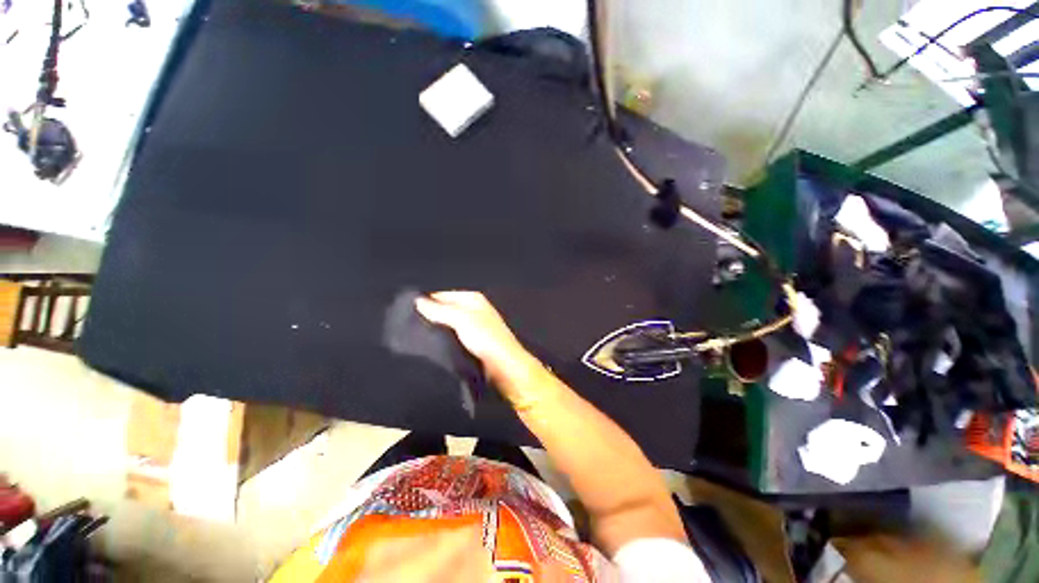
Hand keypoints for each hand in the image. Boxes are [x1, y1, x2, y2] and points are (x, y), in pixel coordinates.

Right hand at [415, 291, 543, 404]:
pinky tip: (429, 347)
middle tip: (406, 327)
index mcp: (472, 299)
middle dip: (429, 316)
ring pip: (447, 325)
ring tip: (413, 337)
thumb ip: (439, 310)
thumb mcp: (461, 319)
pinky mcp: (471, 343)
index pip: (443, 295)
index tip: (405, 312)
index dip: (426, 301)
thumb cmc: (485, 338)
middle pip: (445, 309)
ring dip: (434, 330)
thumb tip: (417, 301)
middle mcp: (472, 310)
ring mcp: (472, 327)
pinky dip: (441, 341)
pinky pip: (451, 338)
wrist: (504, 367)